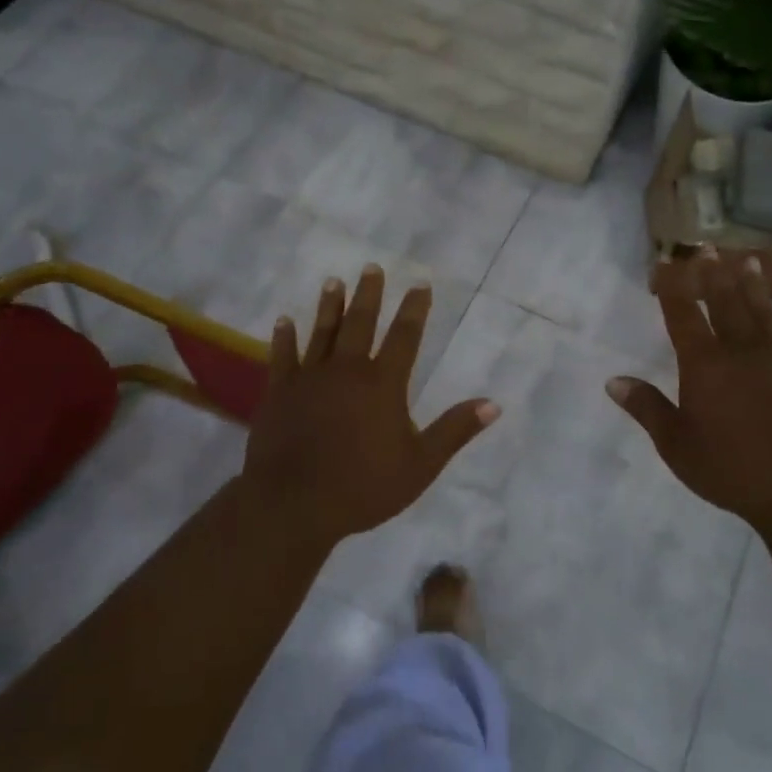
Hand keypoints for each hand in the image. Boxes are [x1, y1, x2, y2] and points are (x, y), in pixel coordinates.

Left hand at [240, 265, 499, 546]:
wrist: (294, 504)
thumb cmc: (363, 486)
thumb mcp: (420, 465)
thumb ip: (454, 431)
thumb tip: (493, 404)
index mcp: (382, 384)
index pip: (404, 336)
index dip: (414, 309)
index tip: (420, 284)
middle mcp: (346, 370)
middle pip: (360, 323)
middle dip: (368, 294)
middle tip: (371, 268)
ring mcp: (309, 378)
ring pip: (322, 332)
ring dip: (329, 305)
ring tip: (334, 281)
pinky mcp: (279, 392)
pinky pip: (282, 357)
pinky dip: (283, 337)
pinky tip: (283, 321)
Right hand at [607, 250, 771, 531]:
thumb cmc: (731, 468)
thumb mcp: (676, 444)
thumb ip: (647, 408)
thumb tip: (614, 381)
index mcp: (705, 364)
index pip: (683, 314)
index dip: (673, 285)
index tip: (665, 261)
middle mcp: (741, 351)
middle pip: (725, 301)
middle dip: (713, 273)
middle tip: (707, 248)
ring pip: (762, 311)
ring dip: (752, 285)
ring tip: (747, 261)